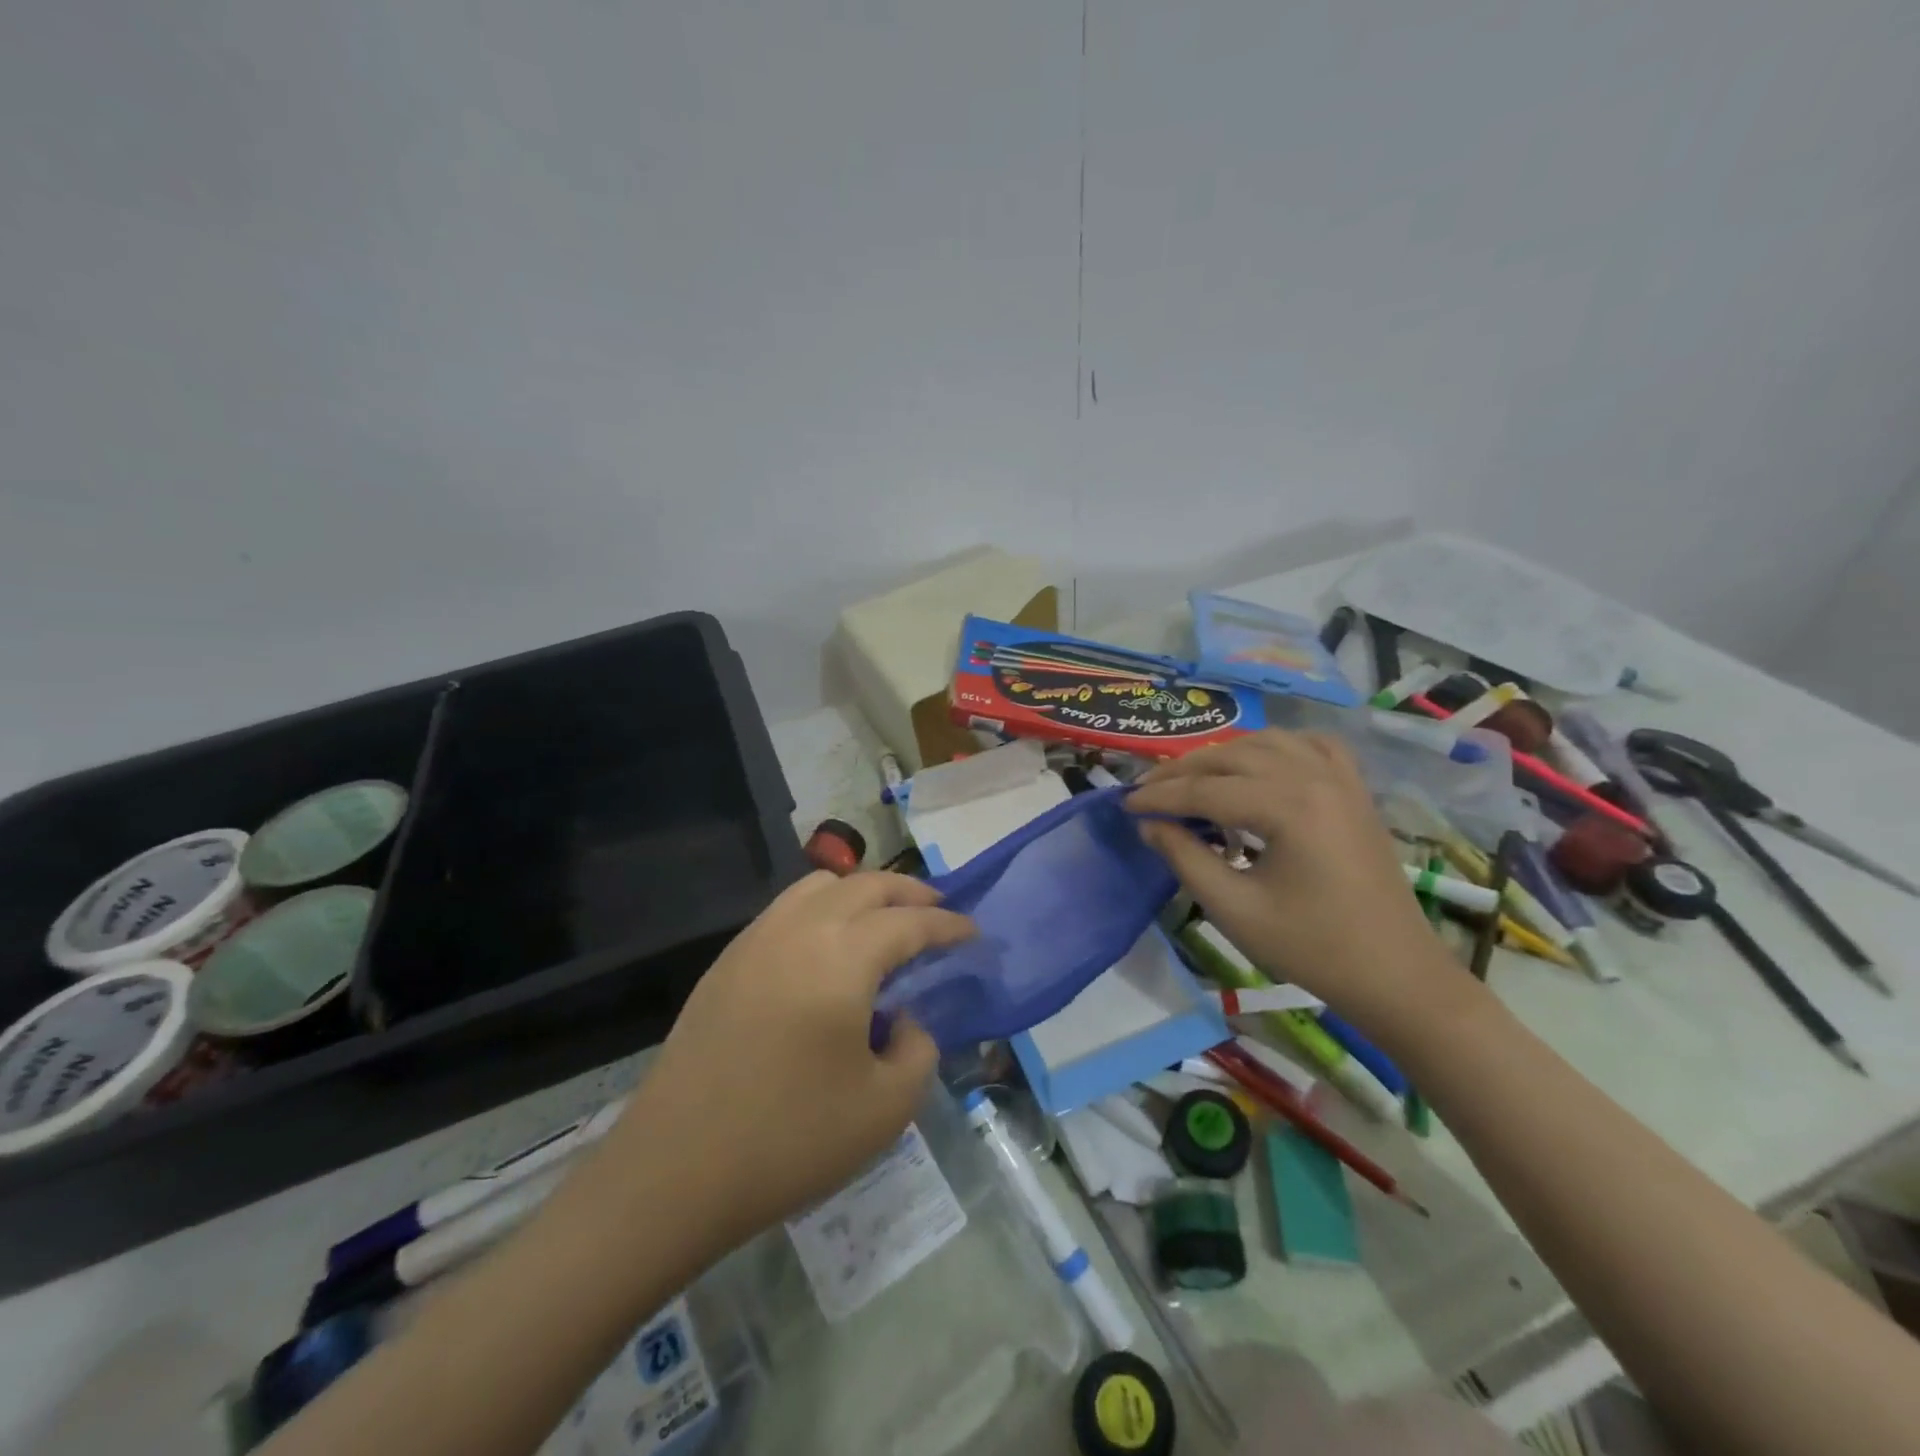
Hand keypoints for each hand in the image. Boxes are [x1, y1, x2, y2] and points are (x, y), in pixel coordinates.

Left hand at [596, 871, 974, 1257]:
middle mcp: (799, 929)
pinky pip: (785, 909)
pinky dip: (822, 909)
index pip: (909, 922)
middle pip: (865, 885)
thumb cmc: (789, 1139)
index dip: (947, 925)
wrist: (674, 1171)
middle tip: (937, 912)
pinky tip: (828, 948)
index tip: (971, 932)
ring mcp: (756, 939)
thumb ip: (918, 1050)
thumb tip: (906, 1020)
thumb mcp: (885, 1108)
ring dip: (861, 893)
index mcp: (843, 956)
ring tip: (883, 922)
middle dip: (909, 892)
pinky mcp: (727, 961)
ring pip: (819, 886)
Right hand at [1126, 731, 1461, 1028]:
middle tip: (1148, 792)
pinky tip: (1259, 764)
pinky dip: (1276, 747)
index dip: (1160, 797)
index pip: (1205, 789)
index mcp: (1288, 806)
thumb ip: (1185, 858)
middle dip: (1183, 771)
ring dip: (1223, 755)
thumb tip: (1150, 824)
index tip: (1125, 805)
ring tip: (1192, 779)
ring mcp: (1341, 778)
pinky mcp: (1355, 790)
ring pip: (1267, 742)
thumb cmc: (1311, 948)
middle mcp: (1314, 777)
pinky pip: (1310, 746)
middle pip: (1231, 756)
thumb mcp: (1234, 909)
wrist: (1394, 973)